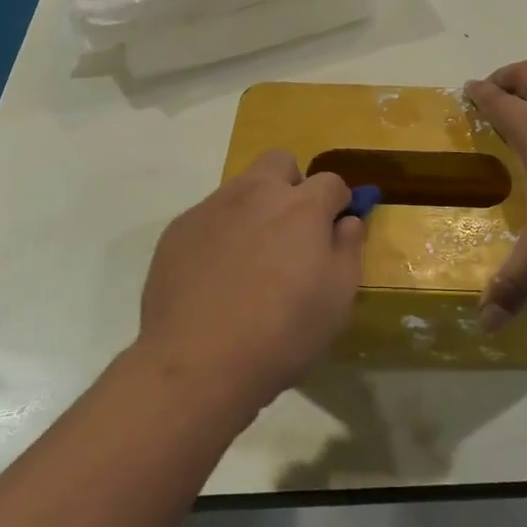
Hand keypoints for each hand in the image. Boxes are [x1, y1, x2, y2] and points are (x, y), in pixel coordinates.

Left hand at [137, 150, 365, 409]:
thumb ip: (348, 248)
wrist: (196, 364)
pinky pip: (209, 217)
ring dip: (254, 209)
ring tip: (250, 261)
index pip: (331, 181)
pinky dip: (220, 234)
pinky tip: (215, 278)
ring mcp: (212, 207)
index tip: (334, 230)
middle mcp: (256, 192)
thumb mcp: (337, 298)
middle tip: (292, 230)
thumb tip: (347, 220)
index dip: (338, 203)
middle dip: (292, 185)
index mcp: (301, 206)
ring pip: (241, 188)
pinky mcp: (178, 229)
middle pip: (280, 162)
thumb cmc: (282, 333)